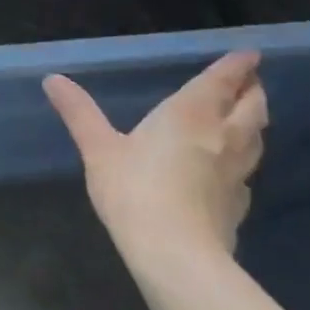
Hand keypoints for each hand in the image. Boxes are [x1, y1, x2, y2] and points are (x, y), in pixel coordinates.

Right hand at [43, 51, 267, 271]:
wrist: (176, 255)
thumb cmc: (134, 190)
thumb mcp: (97, 148)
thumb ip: (79, 112)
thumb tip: (53, 79)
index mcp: (190, 115)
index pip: (221, 82)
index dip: (237, 66)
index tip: (250, 54)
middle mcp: (221, 137)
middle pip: (252, 108)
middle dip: (253, 91)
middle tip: (251, 81)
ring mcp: (236, 174)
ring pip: (256, 139)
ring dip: (254, 122)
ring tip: (246, 116)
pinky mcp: (238, 206)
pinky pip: (246, 173)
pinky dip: (243, 160)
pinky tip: (231, 170)